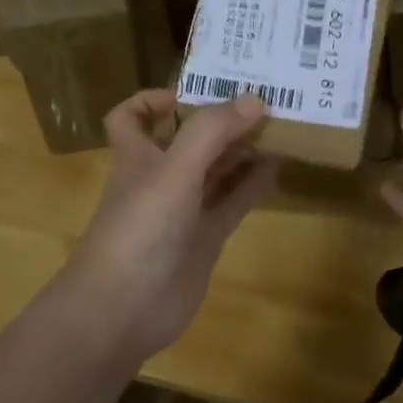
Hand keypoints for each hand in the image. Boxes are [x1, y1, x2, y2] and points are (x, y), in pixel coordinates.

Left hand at [57, 89, 277, 367]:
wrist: (123, 309)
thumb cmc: (139, 228)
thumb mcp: (173, 170)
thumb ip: (211, 132)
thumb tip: (254, 99)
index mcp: (138, 155)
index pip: (132, 116)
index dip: (155, 99)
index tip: (195, 92)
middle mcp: (160, 177)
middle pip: (187, 139)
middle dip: (218, 119)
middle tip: (262, 99)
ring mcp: (183, 210)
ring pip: (215, 170)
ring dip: (242, 150)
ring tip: (280, 127)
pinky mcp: (204, 239)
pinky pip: (232, 203)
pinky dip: (253, 185)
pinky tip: (279, 168)